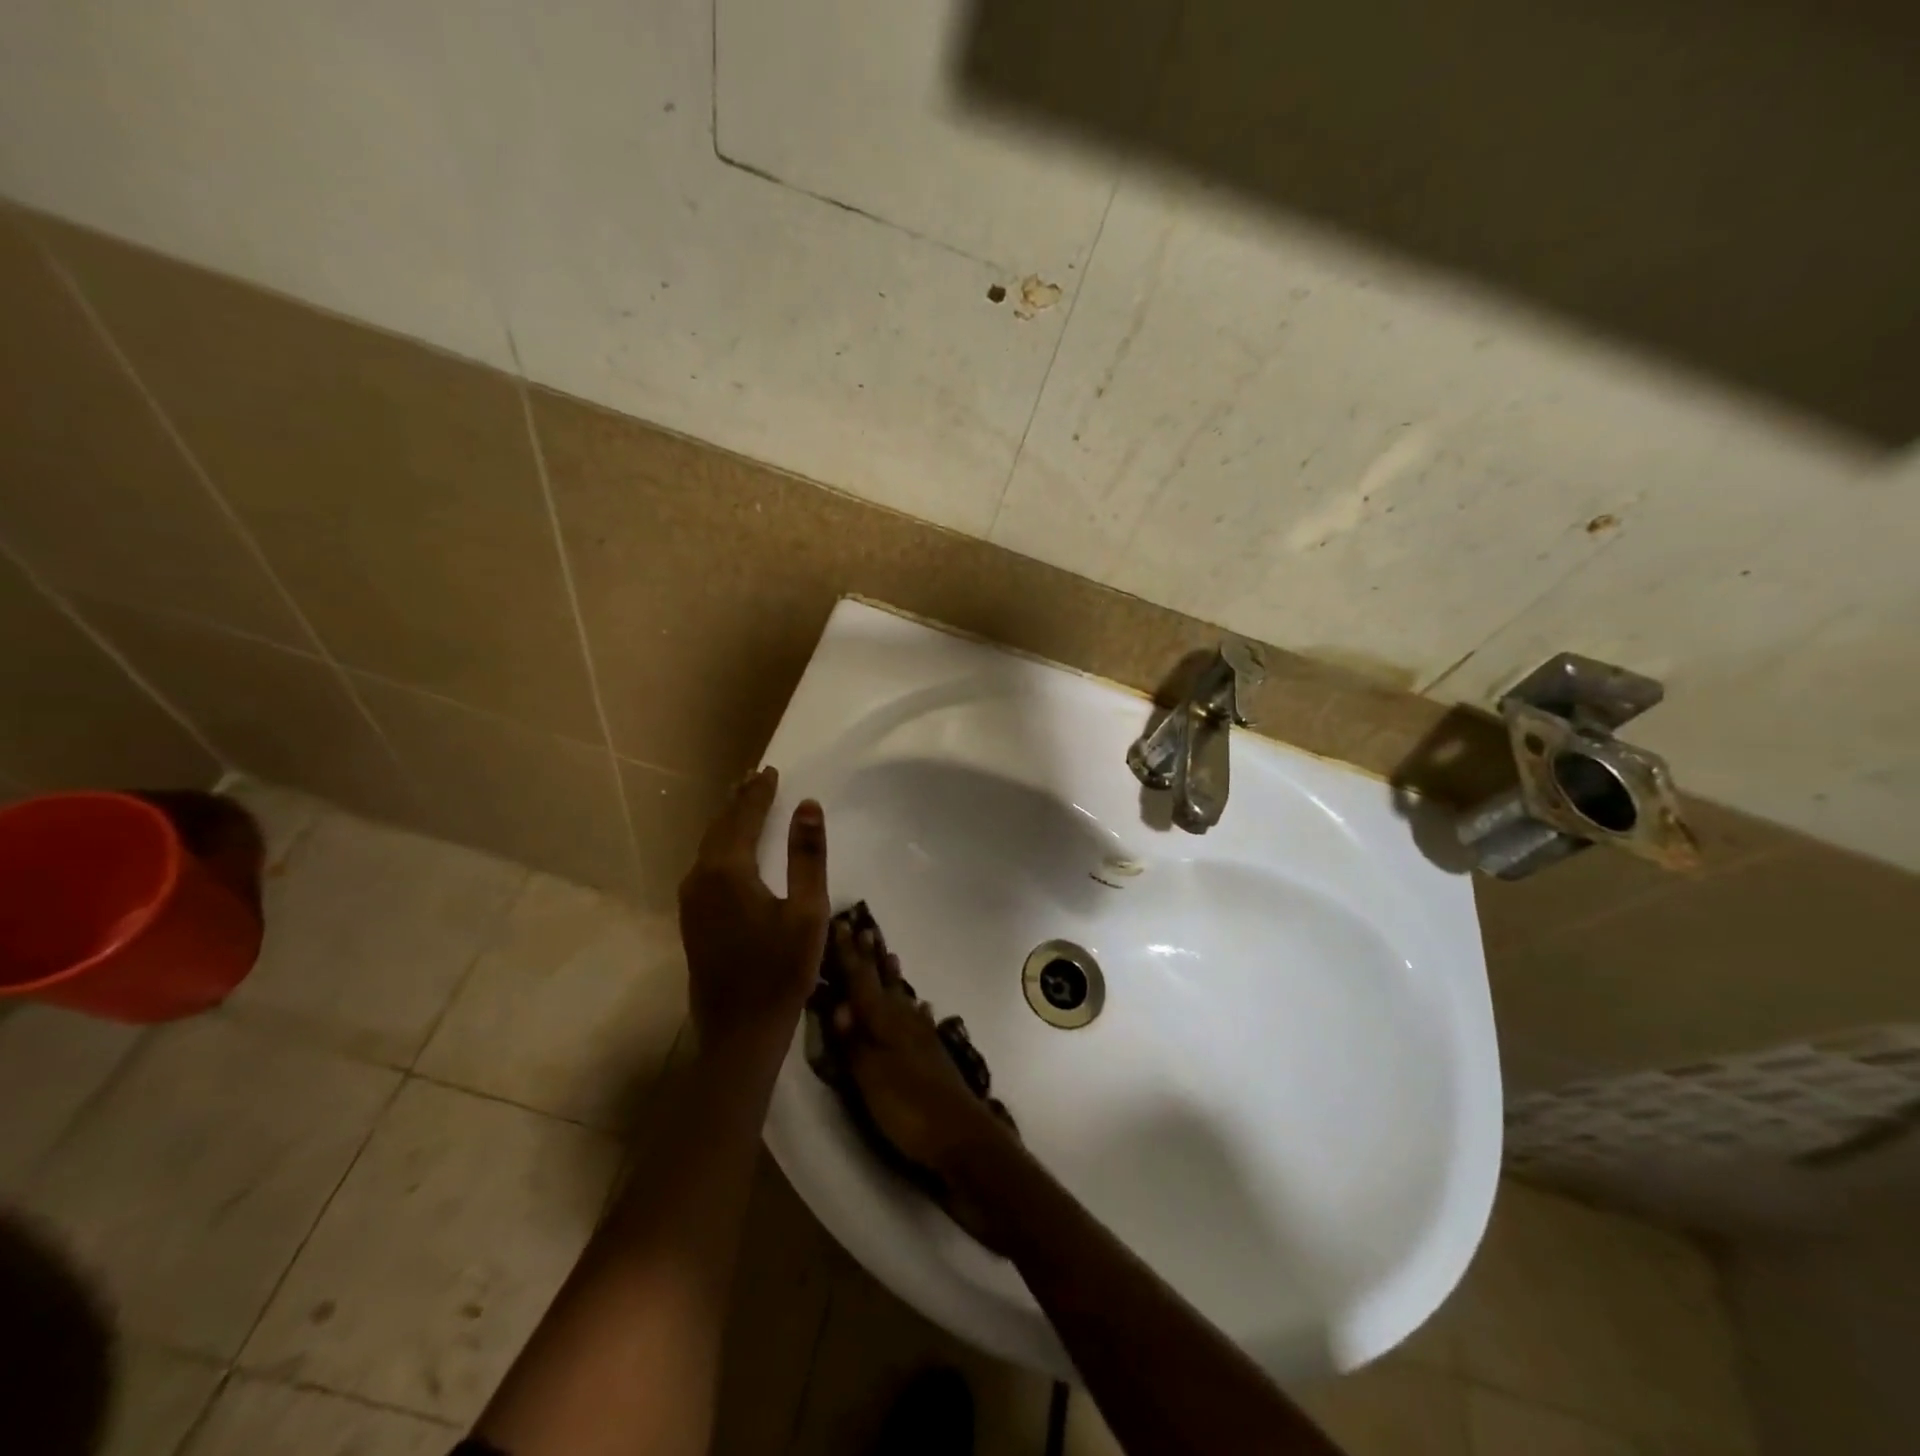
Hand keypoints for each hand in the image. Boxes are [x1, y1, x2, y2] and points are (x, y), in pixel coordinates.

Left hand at [678, 767, 829, 1062]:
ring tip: (745, 803)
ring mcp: (691, 900)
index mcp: (728, 870)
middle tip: (756, 778)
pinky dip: (721, 846)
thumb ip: (807, 855)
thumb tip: (808, 806)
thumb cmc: (782, 971)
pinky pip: (705, 866)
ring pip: (709, 846)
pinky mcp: (692, 919)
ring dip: (728, 822)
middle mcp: (701, 878)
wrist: (739, 1032)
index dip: (759, 792)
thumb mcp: (808, 911)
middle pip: (720, 827)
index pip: (743, 817)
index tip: (771, 770)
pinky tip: (732, 849)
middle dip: (739, 801)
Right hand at [829, 923, 1020, 1247]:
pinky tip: (922, 1008)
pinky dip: (916, 1009)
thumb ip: (853, 1042)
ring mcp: (923, 1038)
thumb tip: (836, 1003)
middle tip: (866, 928)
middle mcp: (904, 1022)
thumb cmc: (909, 1110)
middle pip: (884, 983)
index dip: (849, 955)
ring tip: (891, 956)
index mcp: (885, 1024)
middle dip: (871, 958)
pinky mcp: (934, 1057)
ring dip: (894, 977)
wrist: (962, 1139)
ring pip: (903, 998)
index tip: (841, 924)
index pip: (862, 981)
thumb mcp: (870, 1079)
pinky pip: (920, 1020)